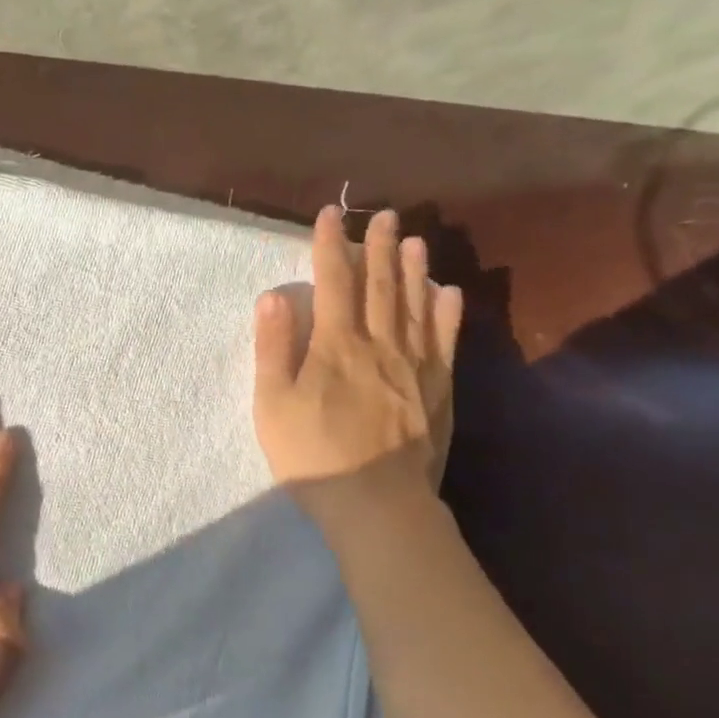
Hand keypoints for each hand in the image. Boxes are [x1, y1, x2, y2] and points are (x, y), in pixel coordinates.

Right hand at [253, 205, 463, 519]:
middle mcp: (379, 344)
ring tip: (415, 240)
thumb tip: (272, 298)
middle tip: (383, 215)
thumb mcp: (273, 405)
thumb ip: (273, 349)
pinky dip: (446, 312)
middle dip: (378, 246)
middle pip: (380, 285)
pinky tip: (447, 293)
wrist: (376, 502)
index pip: (332, 283)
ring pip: (415, 305)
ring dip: (414, 269)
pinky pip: (444, 340)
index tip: (329, 215)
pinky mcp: (438, 389)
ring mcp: (415, 365)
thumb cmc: (312, 455)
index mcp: (336, 346)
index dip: (329, 246)